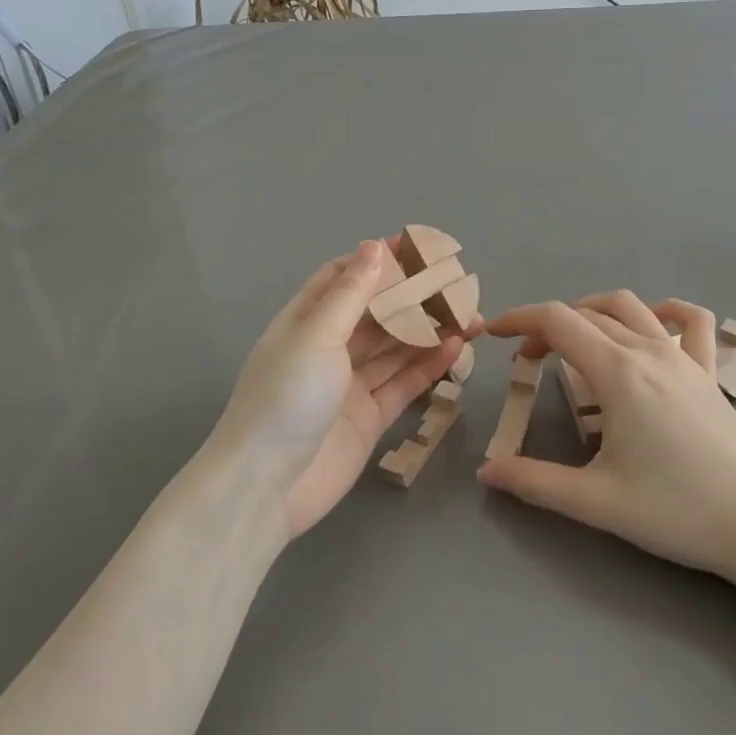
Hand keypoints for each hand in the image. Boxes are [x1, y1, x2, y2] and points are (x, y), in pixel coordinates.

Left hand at [212, 240, 466, 539]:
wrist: (266, 488)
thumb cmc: (286, 398)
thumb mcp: (317, 336)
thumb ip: (351, 294)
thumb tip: (374, 246)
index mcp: (305, 322)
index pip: (342, 279)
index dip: (376, 262)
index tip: (416, 248)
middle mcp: (328, 349)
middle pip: (376, 314)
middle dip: (412, 298)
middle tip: (456, 285)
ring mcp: (349, 385)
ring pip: (395, 348)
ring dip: (428, 331)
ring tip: (468, 315)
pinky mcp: (369, 417)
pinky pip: (404, 383)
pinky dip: (428, 366)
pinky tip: (456, 348)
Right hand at [478, 292, 735, 582]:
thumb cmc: (677, 511)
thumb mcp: (596, 501)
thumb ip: (535, 483)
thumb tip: (487, 472)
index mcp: (618, 373)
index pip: (557, 322)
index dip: (519, 320)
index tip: (494, 335)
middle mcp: (649, 351)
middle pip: (587, 313)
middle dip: (548, 326)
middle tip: (526, 360)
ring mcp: (685, 358)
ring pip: (631, 307)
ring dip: (594, 310)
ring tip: (574, 337)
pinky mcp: (710, 373)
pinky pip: (692, 322)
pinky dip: (665, 311)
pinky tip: (652, 325)